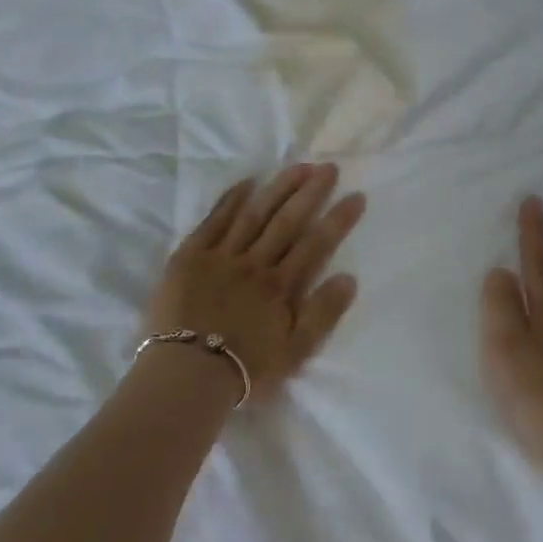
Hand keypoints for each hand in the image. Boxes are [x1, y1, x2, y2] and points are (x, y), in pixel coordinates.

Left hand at [143, 164, 366, 398]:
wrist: (186, 375)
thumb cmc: (244, 369)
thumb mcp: (295, 353)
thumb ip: (323, 315)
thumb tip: (349, 278)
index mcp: (281, 286)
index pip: (316, 245)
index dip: (338, 219)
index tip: (356, 196)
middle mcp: (254, 263)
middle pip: (287, 221)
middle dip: (310, 192)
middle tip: (328, 167)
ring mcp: (221, 256)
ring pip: (254, 214)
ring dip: (277, 188)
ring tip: (297, 166)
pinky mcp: (190, 256)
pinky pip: (214, 221)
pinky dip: (230, 200)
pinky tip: (247, 183)